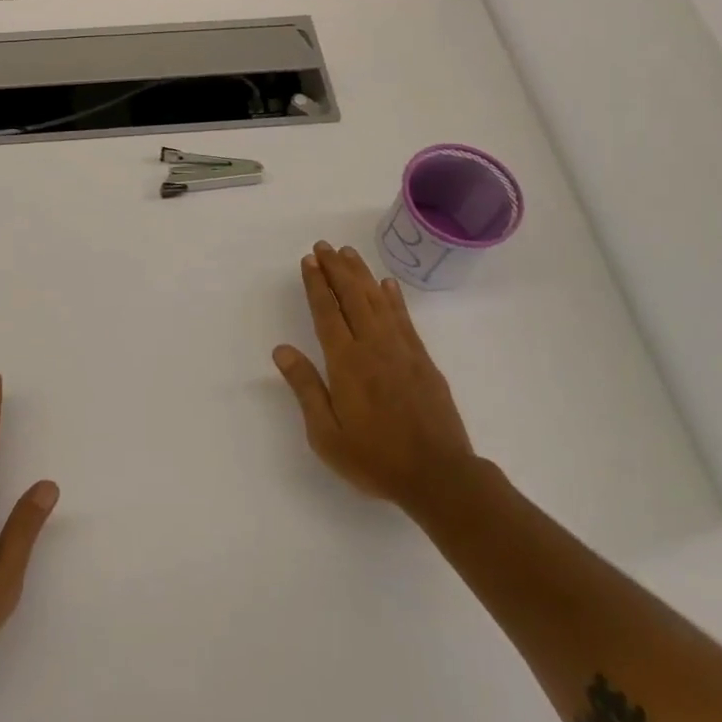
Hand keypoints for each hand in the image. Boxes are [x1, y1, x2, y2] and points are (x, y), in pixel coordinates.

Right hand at [273, 241, 476, 515]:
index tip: (308, 260)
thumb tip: (282, 350)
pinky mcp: (422, 360)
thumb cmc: (375, 458)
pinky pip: (404, 318)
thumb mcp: (327, 434)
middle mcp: (373, 346)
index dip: (317, 284)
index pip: (327, 312)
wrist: (439, 476)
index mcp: (346, 362)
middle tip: (324, 246)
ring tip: (348, 253)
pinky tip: (386, 284)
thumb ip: (306, 388)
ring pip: (377, 300)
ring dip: (361, 274)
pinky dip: (393, 297)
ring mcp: (401, 350)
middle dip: (336, 269)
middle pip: (352, 297)